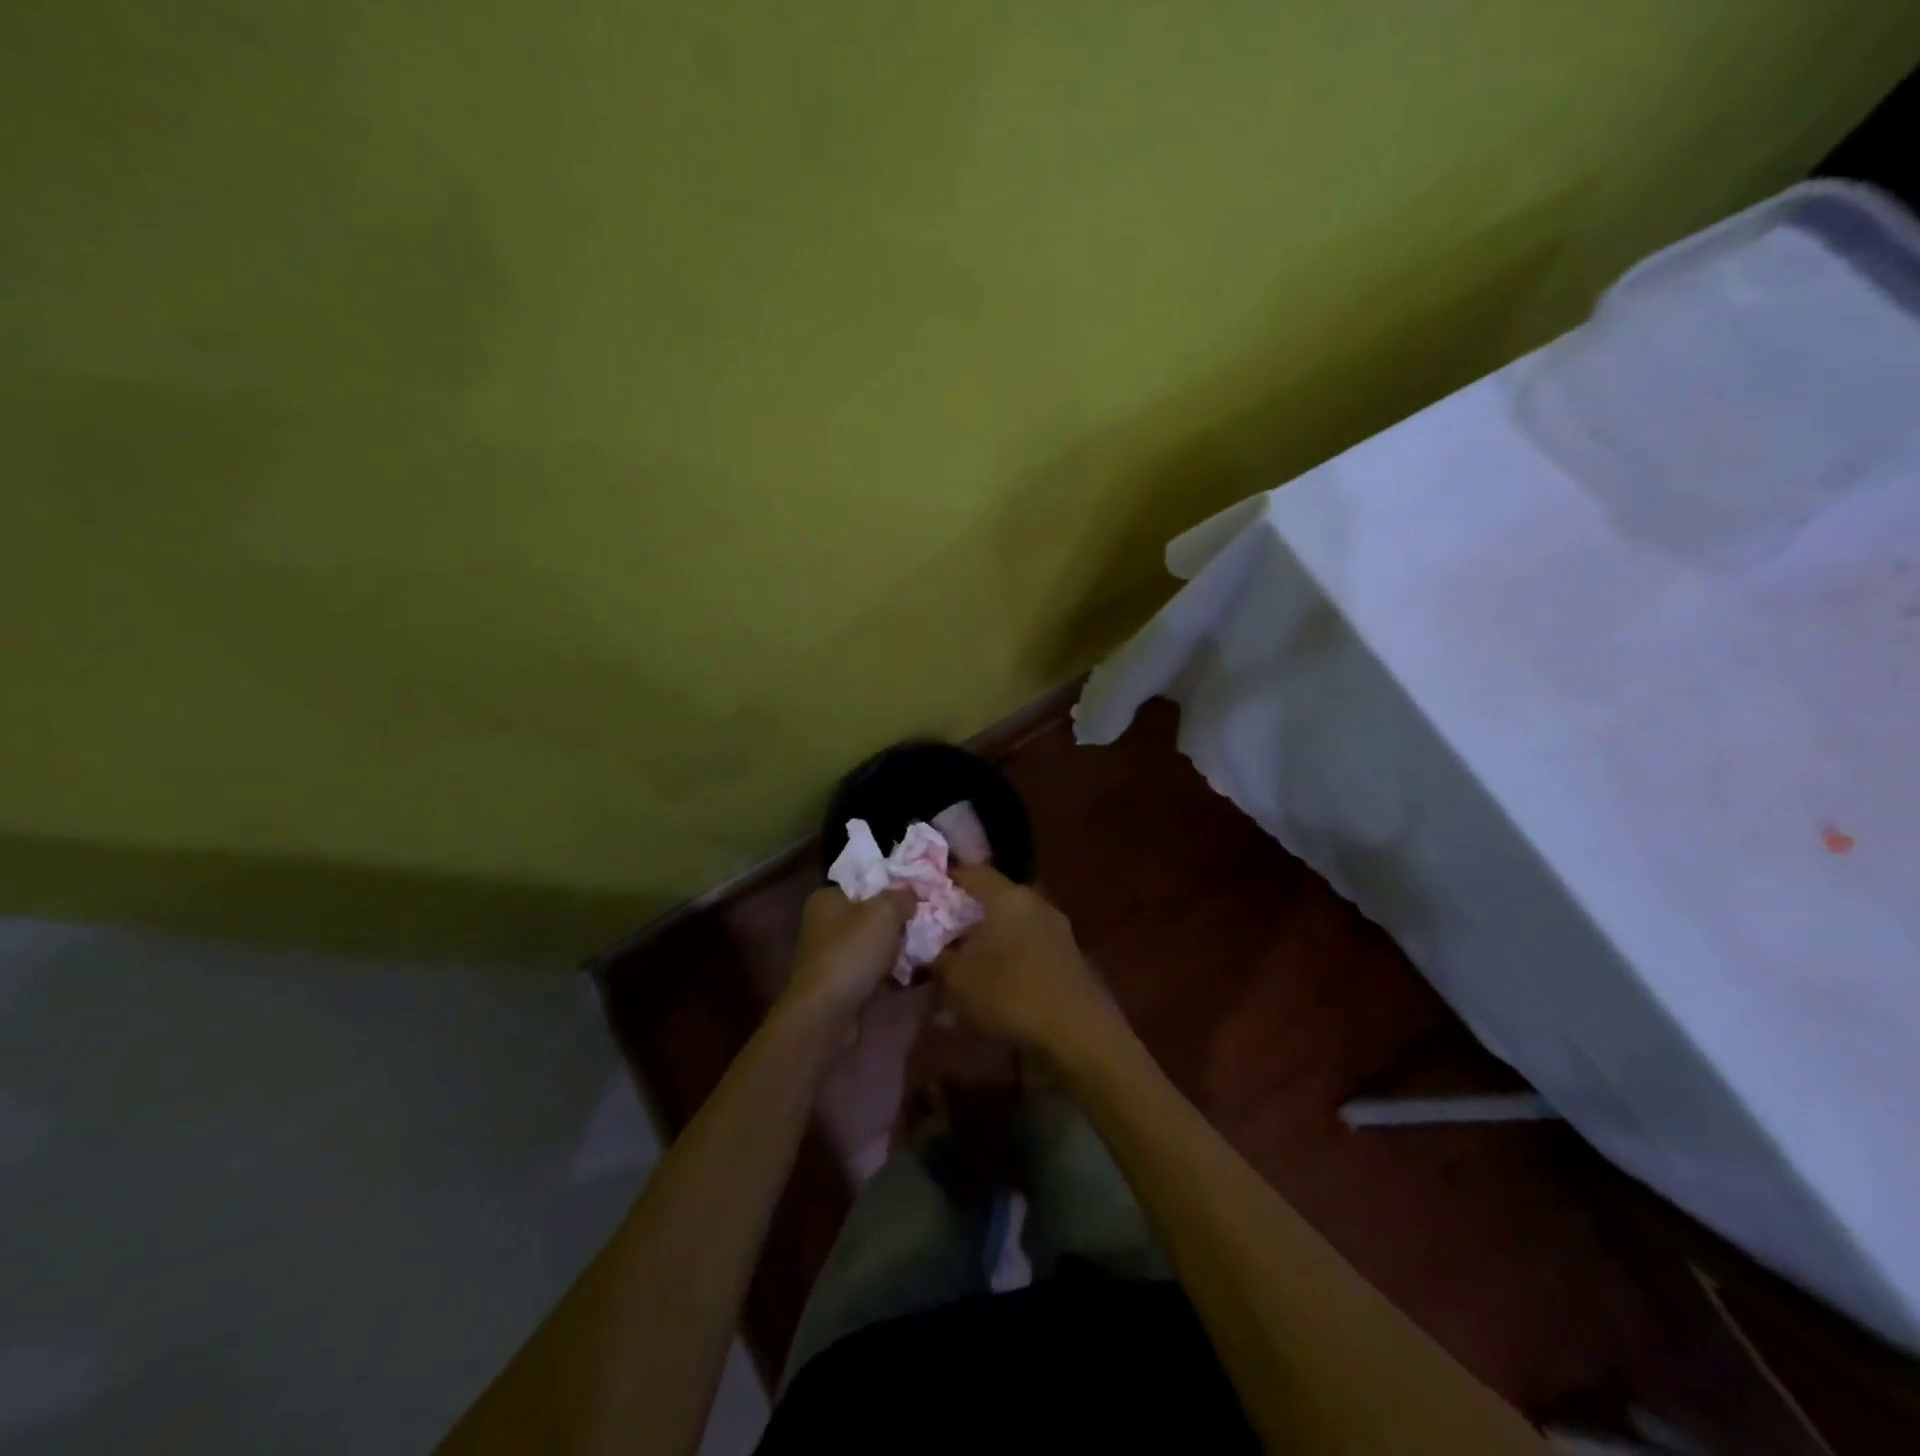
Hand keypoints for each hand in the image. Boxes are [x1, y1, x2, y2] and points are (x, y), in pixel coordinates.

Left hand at [782, 886, 914, 1019]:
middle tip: (923, 922)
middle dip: (896, 920)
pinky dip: (886, 969)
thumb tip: (911, 895)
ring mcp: (829, 954)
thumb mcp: (884, 913)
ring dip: (893, 946)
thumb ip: (901, 896)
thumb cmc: (852, 952)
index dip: (892, 886)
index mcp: (826, 898)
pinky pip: (869, 967)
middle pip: (869, 913)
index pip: (864, 882)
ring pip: (871, 942)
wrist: (827, 1013)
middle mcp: (823, 923)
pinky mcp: (838, 981)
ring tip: (921, 947)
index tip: (918, 895)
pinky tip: (907, 972)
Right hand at [933, 866, 1124, 1055]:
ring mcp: (1056, 928)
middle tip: (938, 933)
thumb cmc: (1011, 995)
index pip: (971, 872)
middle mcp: (1034, 902)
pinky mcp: (1067, 955)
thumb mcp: (958, 979)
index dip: (944, 880)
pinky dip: (1008, 954)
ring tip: (964, 963)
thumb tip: (926, 942)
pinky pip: (1027, 944)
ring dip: (987, 938)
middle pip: (992, 898)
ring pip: (1011, 923)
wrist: (1079, 1034)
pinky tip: (994, 980)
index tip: (922, 895)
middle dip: (964, 914)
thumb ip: (936, 954)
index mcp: (1007, 896)